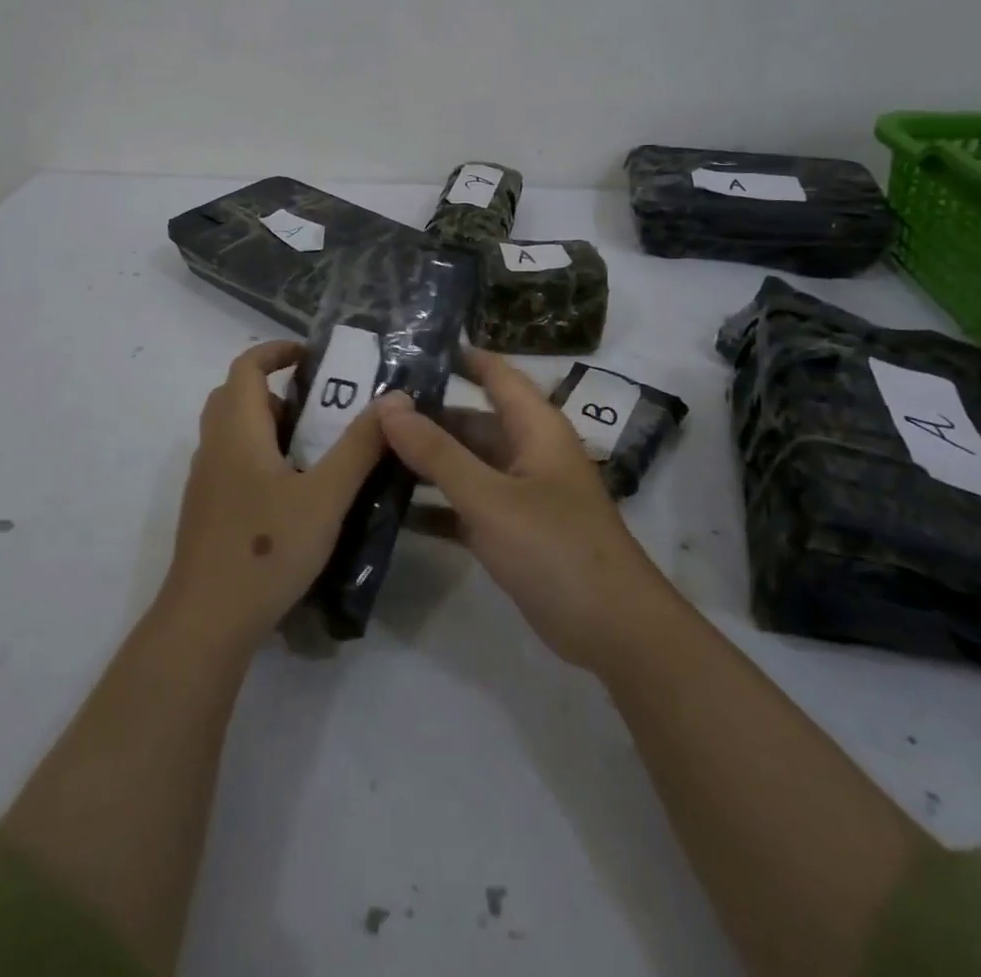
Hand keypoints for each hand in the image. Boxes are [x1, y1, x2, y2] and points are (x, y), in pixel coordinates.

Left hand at [160, 341, 387, 656]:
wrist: (207, 621)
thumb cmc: (267, 549)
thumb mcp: (326, 496)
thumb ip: (360, 446)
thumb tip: (393, 398)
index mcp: (237, 431)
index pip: (246, 366)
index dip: (277, 351)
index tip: (314, 356)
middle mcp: (214, 447)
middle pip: (236, 395)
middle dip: (276, 388)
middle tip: (320, 405)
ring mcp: (206, 481)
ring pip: (233, 431)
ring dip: (269, 424)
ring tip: (316, 448)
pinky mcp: (207, 511)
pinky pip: (232, 462)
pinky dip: (260, 455)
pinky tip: (294, 492)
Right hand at [379, 348, 672, 671]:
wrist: (614, 632)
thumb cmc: (555, 548)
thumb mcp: (490, 497)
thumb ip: (437, 452)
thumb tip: (389, 404)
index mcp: (535, 427)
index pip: (494, 373)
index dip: (456, 356)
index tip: (404, 348)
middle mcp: (527, 451)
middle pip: (470, 421)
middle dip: (424, 417)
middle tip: (365, 414)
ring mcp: (520, 494)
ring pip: (465, 464)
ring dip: (424, 463)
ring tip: (367, 455)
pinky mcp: (512, 531)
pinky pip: (466, 505)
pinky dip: (435, 505)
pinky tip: (390, 509)